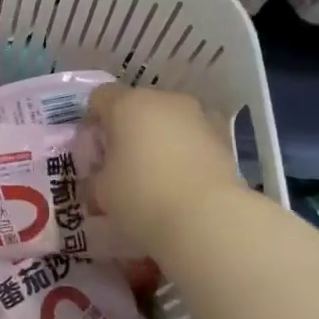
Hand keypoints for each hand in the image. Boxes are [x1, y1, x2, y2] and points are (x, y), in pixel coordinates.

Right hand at [83, 84, 246, 257]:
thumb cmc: (142, 197)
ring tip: (157, 176)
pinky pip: (193, 137)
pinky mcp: (224, 137)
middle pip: (137, 106)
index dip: (93, 123)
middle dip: (128, 130)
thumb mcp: (102, 191)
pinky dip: (185, 151)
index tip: (95, 153)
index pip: (100, 98)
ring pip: (168, 120)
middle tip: (123, 166)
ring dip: (159, 139)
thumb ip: (98, 174)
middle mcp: (163, 100)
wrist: (209, 220)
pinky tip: (183, 181)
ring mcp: (198, 115)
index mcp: (127, 104)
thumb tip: (102, 176)